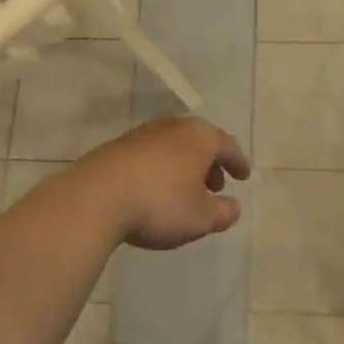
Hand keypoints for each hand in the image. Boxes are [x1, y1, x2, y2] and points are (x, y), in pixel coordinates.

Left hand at [74, 115, 251, 249]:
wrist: (99, 195)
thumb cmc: (160, 203)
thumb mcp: (200, 217)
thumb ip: (223, 212)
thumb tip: (233, 206)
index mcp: (201, 137)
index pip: (228, 146)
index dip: (238, 162)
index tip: (244, 175)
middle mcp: (176, 126)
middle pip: (201, 141)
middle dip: (211, 163)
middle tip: (216, 185)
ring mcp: (147, 132)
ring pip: (176, 145)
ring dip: (186, 165)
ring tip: (187, 191)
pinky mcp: (122, 144)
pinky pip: (154, 153)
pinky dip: (164, 167)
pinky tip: (157, 189)